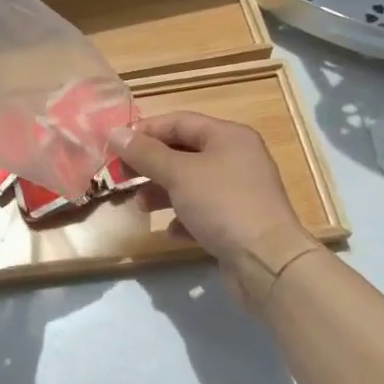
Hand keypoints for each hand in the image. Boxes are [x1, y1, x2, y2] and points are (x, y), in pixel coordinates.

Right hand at [112, 111, 306, 277]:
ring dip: (162, 192)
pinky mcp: (238, 222)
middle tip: (121, 176)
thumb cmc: (222, 204)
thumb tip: (115, 132)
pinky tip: (172, 231)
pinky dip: (183, 217)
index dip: (145, 131)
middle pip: (183, 152)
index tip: (115, 145)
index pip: (179, 121)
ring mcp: (239, 191)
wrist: (268, 262)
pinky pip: (203, 211)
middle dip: (151, 164)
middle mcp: (236, 158)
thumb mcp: (178, 174)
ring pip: (190, 183)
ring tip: (142, 206)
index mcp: (228, 136)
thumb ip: (145, 153)